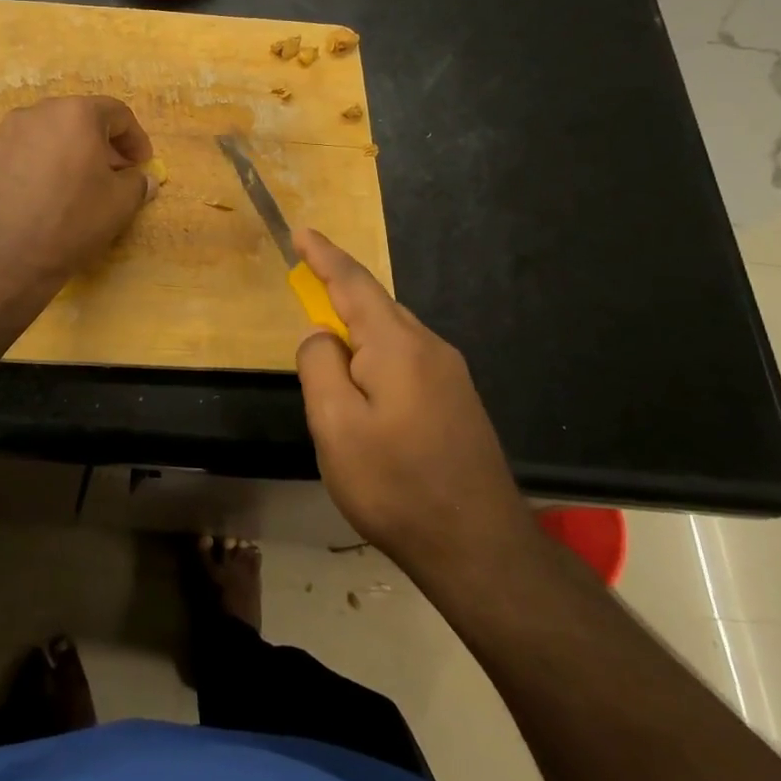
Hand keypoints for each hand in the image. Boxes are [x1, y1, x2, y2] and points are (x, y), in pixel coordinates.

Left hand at [0, 96, 155, 286]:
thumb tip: (143, 179)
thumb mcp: (119, 204)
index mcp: (76, 113)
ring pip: (53, 135)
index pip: (117, 113)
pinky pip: (30, 152)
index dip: (136, 139)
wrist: (1, 255)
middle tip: (117, 174)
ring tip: (84, 186)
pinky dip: (48, 164)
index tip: (143, 164)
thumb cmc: (71, 220)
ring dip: (75, 153)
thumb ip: (137, 183)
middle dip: (104, 144)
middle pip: (81, 119)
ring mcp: (9, 133)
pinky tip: (53, 195)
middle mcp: (39, 112)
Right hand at [293, 229, 541, 579]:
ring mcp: (450, 375)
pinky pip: (405, 359)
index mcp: (398, 345)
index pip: (353, 284)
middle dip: (337, 295)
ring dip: (355, 335)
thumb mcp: (336, 428)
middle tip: (305, 298)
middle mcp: (429, 348)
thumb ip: (319, 367)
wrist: (479, 548)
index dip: (324, 256)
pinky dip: (375, 358)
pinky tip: (366, 393)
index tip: (301, 232)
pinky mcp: (457, 401)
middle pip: (374, 306)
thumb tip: (320, 335)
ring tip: (331, 364)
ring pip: (390, 336)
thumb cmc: (397, 486)